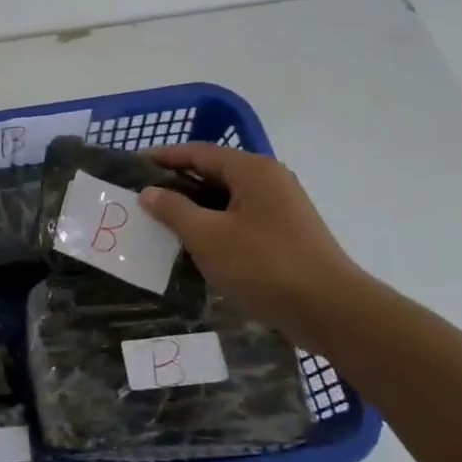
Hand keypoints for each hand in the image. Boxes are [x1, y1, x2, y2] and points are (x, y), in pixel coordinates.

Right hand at [139, 144, 368, 353]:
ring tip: (159, 223)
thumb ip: (173, 210)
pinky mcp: (284, 235)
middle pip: (213, 173)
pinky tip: (192, 247)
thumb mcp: (207, 236)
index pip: (198, 152)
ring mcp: (280, 209)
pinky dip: (213, 227)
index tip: (132, 166)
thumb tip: (148, 191)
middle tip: (140, 198)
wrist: (329, 309)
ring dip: (193, 209)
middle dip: (176, 185)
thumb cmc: (263, 264)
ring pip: (225, 200)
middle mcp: (269, 181)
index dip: (163, 157)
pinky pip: (238, 221)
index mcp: (252, 170)